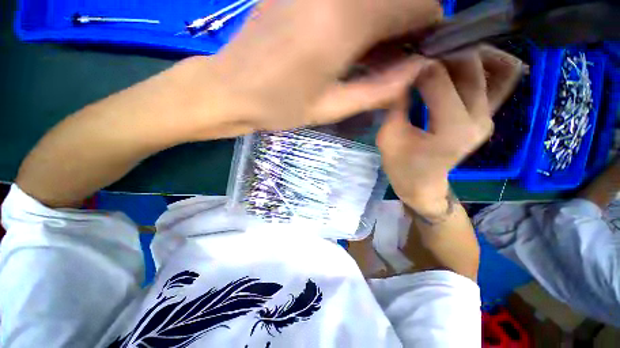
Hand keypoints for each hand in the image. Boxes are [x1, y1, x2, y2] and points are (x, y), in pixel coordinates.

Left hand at [179, 0, 442, 136]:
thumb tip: (417, 69)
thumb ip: (379, 88)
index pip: (419, 4)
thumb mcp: (332, 108)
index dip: (429, 26)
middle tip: (394, 57)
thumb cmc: (280, 106)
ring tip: (373, 53)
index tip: (420, 52)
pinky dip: (361, 13)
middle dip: (407, 22)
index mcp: (346, 21)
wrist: (232, 89)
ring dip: (384, 18)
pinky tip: (348, 39)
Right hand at [377, 46, 524, 213]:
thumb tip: (402, 74)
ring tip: (440, 58)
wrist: (422, 185)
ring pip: (491, 66)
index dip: (416, 66)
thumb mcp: (388, 137)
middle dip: (440, 54)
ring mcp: (489, 117)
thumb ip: (396, 105)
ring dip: (465, 55)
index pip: (437, 78)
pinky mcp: (489, 116)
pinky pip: (501, 80)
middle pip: (469, 65)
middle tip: (419, 58)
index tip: (401, 66)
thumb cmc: (401, 166)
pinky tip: (464, 65)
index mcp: (451, 129)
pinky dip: (489, 64)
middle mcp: (479, 119)